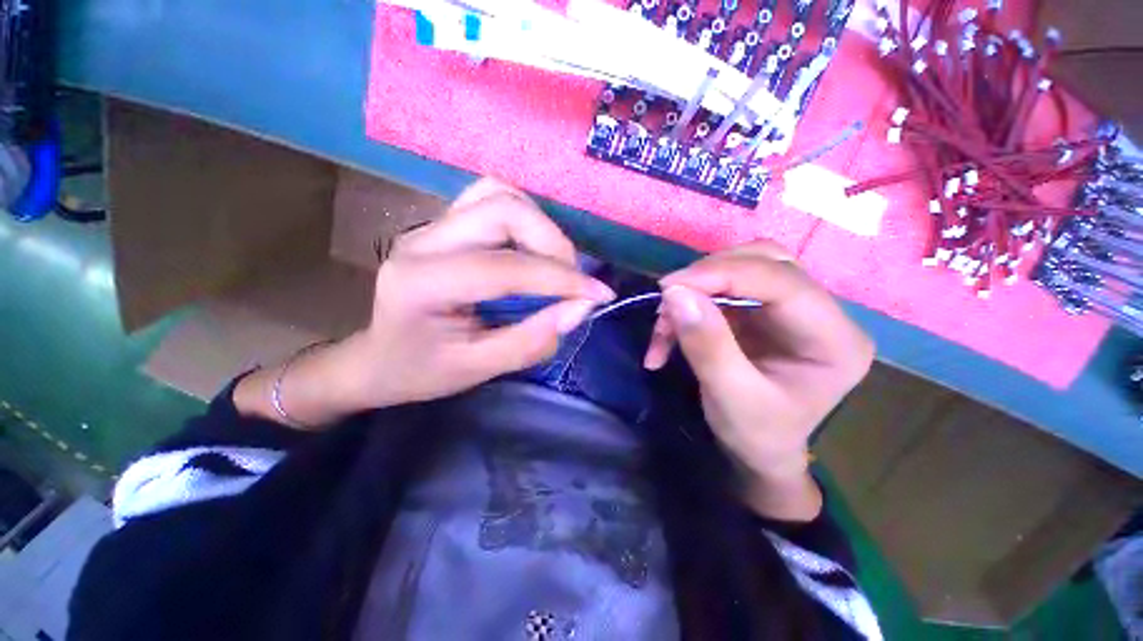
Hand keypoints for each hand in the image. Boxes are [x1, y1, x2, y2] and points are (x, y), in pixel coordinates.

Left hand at [235, 179, 613, 427]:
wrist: (378, 358)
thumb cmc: (421, 371)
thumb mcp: (478, 369)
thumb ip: (531, 340)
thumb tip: (581, 308)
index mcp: (423, 283)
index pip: (506, 267)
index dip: (560, 279)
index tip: (598, 295)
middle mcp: (423, 241)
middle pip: (504, 208)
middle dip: (552, 243)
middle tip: (571, 280)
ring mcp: (431, 226)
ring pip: (500, 195)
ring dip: (540, 227)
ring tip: (555, 265)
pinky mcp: (443, 224)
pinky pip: (492, 200)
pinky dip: (525, 219)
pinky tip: (531, 249)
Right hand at [643, 241, 873, 518]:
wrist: (760, 451)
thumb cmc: (756, 435)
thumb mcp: (730, 398)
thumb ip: (707, 346)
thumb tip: (676, 293)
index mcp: (835, 340)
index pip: (783, 282)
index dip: (723, 274)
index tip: (670, 287)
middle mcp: (822, 313)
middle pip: (765, 262)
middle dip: (708, 276)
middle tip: (667, 298)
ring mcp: (791, 307)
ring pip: (742, 266)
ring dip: (696, 287)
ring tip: (665, 319)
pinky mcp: (763, 309)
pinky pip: (723, 286)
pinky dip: (691, 301)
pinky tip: (670, 327)